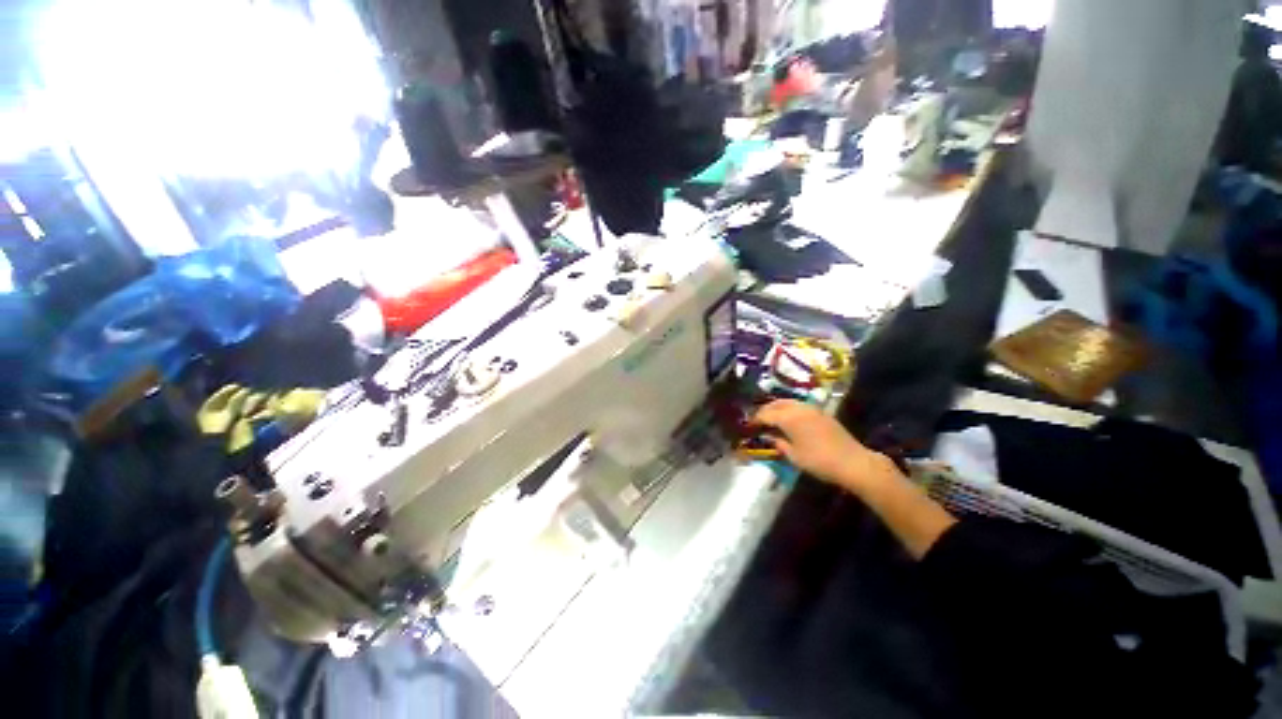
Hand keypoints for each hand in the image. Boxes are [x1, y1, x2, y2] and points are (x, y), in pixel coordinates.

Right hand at [752, 400, 897, 494]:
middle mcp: (798, 408)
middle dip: (765, 411)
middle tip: (758, 421)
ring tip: (771, 420)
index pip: (765, 414)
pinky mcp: (821, 413)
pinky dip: (789, 410)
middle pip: (776, 404)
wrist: (853, 462)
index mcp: (788, 417)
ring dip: (777, 408)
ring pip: (788, 402)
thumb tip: (770, 437)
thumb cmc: (819, 460)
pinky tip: (788, 420)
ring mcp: (811, 408)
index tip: (748, 426)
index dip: (755, 420)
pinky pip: (798, 406)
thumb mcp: (793, 455)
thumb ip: (778, 443)